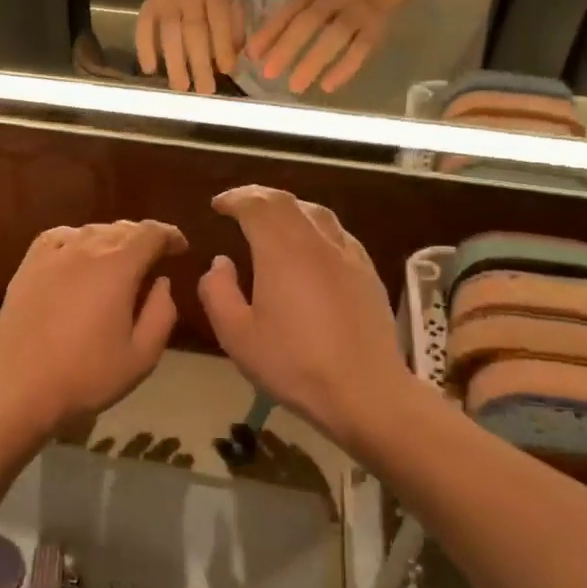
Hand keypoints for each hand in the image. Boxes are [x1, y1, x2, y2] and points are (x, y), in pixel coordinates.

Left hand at [0, 220, 188, 438]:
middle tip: (154, 256)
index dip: (170, 236)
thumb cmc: (88, 375)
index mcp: (117, 267)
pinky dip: (75, 240)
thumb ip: (161, 313)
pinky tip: (77, 255)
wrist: (21, 388)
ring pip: (89, 232)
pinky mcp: (27, 268)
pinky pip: (57, 239)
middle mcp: (84, 250)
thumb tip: (161, 282)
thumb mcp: (142, 355)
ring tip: (119, 258)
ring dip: (111, 239)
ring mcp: (51, 256)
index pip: (150, 234)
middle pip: (120, 229)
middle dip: (142, 238)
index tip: (180, 248)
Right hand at [135, 0, 244, 94]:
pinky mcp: (148, 4)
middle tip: (204, 90)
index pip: (219, 19)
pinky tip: (149, 69)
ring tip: (181, 88)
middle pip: (194, 30)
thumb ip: (233, 27)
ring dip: (174, 62)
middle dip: (199, 62)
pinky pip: (143, 26)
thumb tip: (229, 63)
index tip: (227, 71)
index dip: (223, 45)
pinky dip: (144, 48)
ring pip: (169, 32)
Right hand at [197, 187, 408, 448]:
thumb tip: (220, 262)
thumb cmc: (293, 364)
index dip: (235, 199)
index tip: (218, 205)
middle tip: (240, 206)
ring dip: (290, 209)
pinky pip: (338, 234)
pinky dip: (316, 228)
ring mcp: (348, 255)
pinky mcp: (368, 273)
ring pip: (317, 213)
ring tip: (273, 221)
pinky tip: (312, 248)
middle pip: (288, 202)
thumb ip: (219, 292)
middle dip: (259, 197)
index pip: (257, 205)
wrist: (363, 390)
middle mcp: (317, 242)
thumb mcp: (237, 335)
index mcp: (282, 251)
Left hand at [246, 0, 400, 95]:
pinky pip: (361, 49)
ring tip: (295, 87)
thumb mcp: (308, 1)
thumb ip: (283, 22)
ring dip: (314, 60)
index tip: (252, 55)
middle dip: (288, 47)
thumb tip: (252, 52)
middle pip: (310, 21)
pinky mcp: (375, 29)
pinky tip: (327, 87)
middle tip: (269, 74)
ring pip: (336, 36)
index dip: (271, 30)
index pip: (290, 9)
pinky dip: (345, 68)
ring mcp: (358, 12)